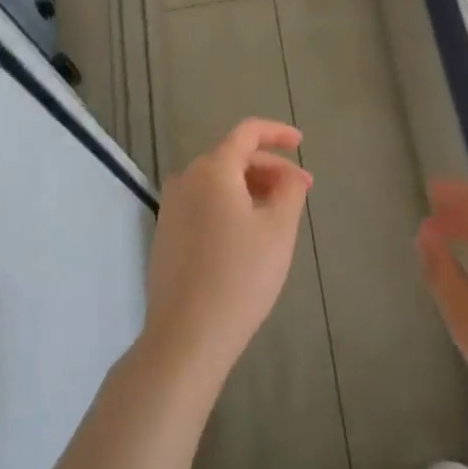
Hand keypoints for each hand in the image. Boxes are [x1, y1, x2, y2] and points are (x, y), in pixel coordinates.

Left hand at [142, 119, 312, 388]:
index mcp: (212, 170)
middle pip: (233, 157)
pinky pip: (204, 203)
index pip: (247, 133)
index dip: (277, 133)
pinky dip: (230, 205)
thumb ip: (290, 190)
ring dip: (250, 188)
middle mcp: (186, 179)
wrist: (187, 335)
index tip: (301, 143)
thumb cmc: (240, 276)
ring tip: (278, 213)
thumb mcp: (279, 230)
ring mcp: (171, 208)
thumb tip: (290, 175)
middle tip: (300, 191)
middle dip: (269, 168)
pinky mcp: (166, 234)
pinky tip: (248, 233)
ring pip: (218, 182)